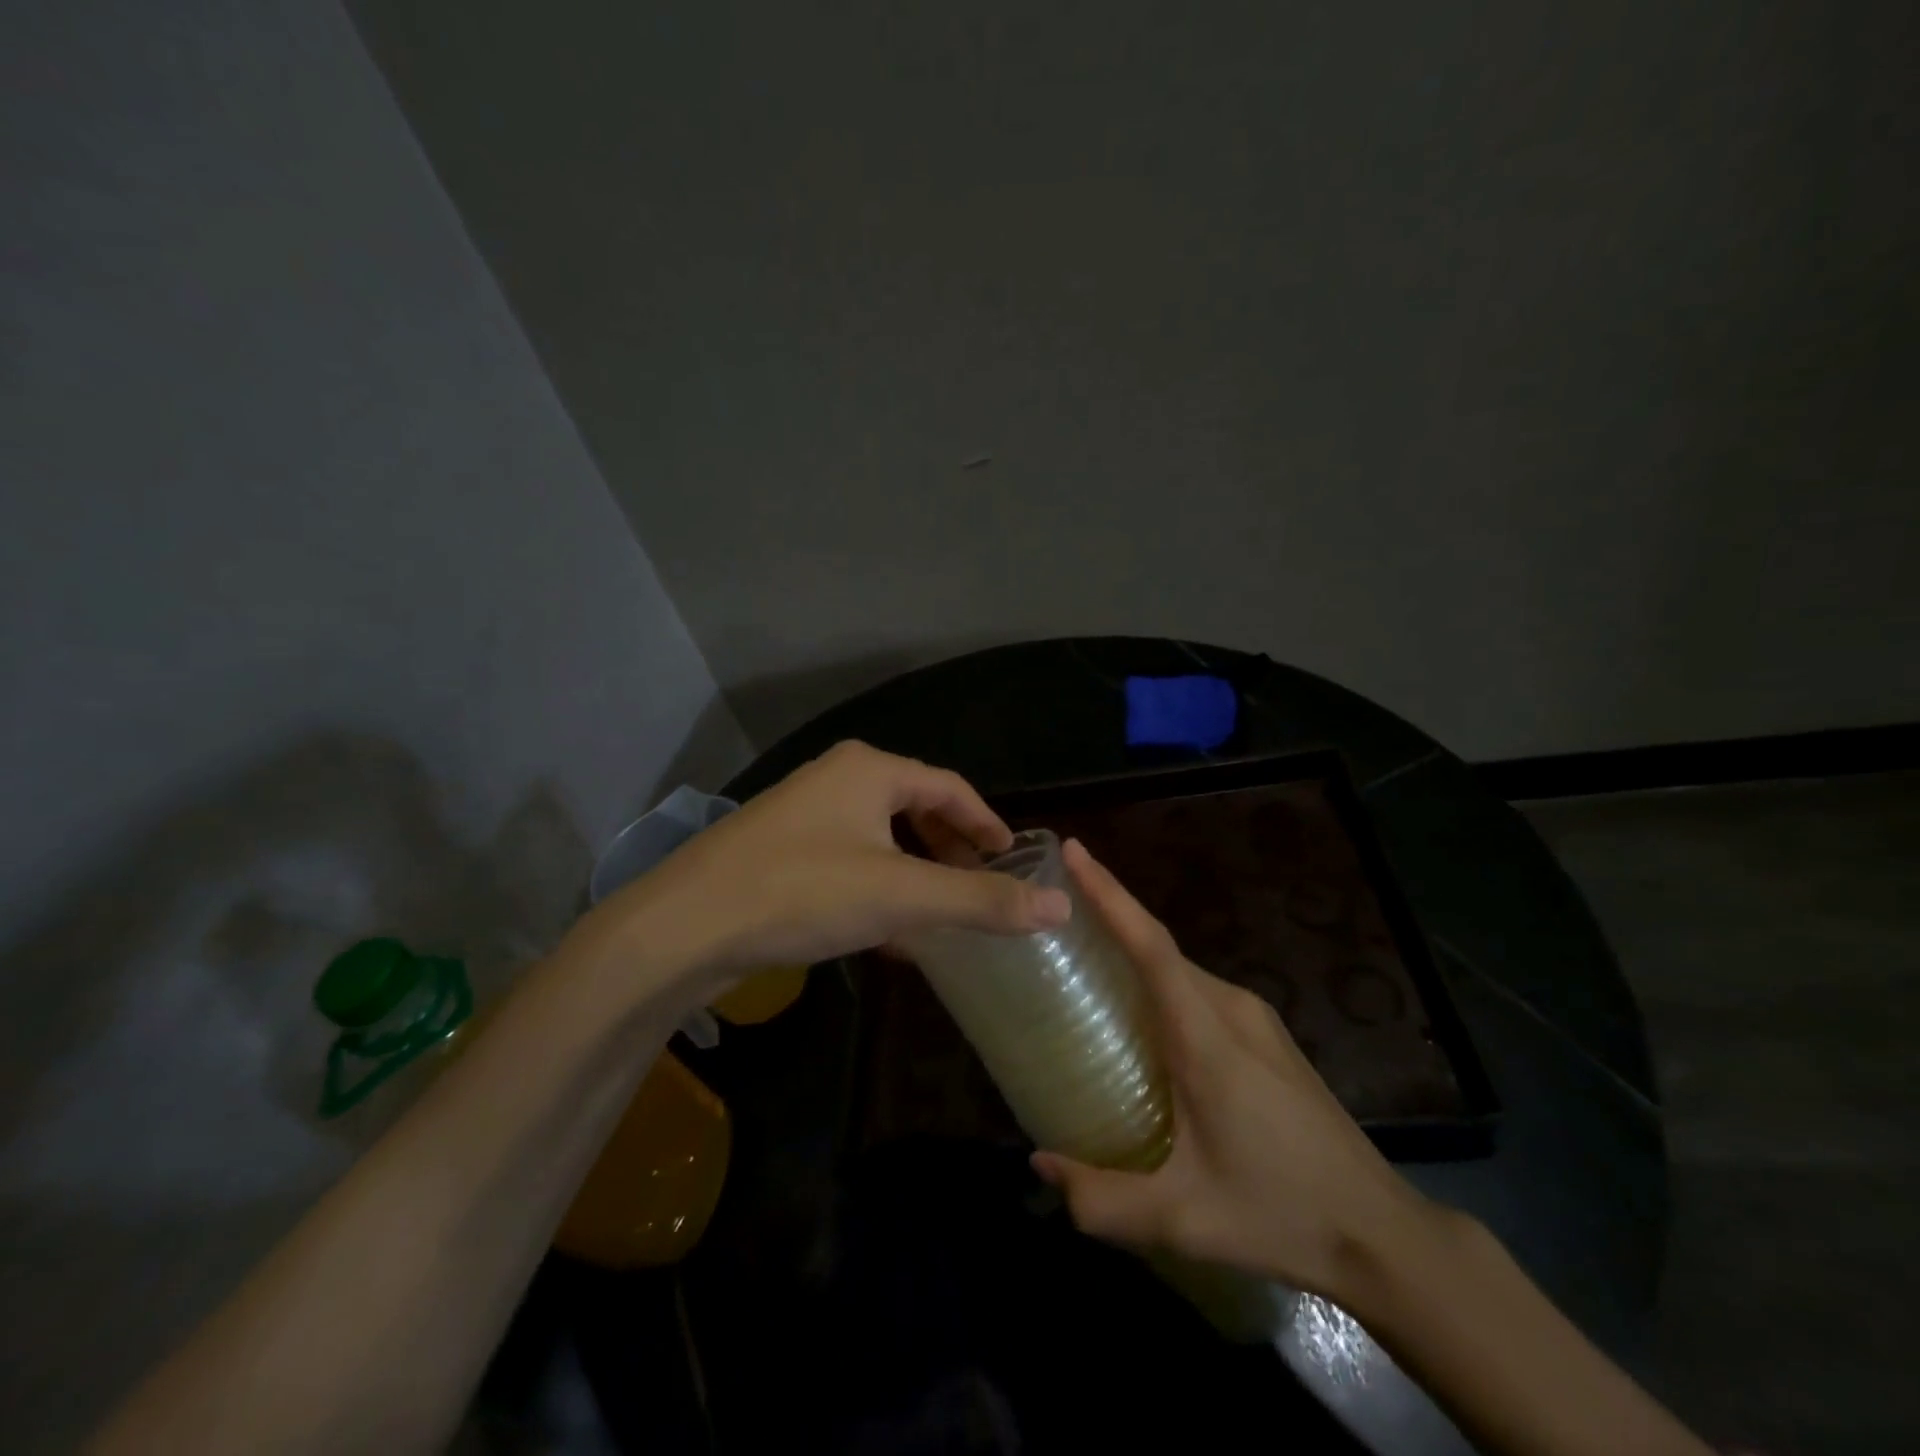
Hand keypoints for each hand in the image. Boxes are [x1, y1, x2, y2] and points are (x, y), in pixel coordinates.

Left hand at [594, 741, 1070, 996]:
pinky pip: (849, 859)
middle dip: (951, 848)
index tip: (1014, 859)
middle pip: (915, 807)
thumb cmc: (801, 892)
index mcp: (870, 770)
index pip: (950, 788)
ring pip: (880, 836)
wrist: (683, 925)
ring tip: (941, 910)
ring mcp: (803, 813)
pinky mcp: (780, 849)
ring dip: (916, 871)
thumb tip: (1059, 905)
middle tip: (981, 885)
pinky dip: (879, 886)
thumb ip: (981, 900)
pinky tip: (887, 930)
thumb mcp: (902, 897)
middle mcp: (837, 778)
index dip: (987, 823)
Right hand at [1031, 839, 1437, 1303]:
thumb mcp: (1183, 1219)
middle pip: (1160, 947)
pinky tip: (1140, 1016)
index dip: (1110, 894)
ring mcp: (1257, 1020)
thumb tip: (1039, 1162)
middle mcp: (1233, 1009)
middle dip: (1109, 916)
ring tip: (1083, 962)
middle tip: (1052, 915)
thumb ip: (1101, 1199)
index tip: (1074, 851)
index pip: (1150, 945)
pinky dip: (1159, 982)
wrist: (1382, 1234)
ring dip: (1133, 953)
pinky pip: (1199, 990)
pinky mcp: (1267, 1036)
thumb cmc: (1280, 1214)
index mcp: (1208, 1036)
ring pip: (1180, 969)